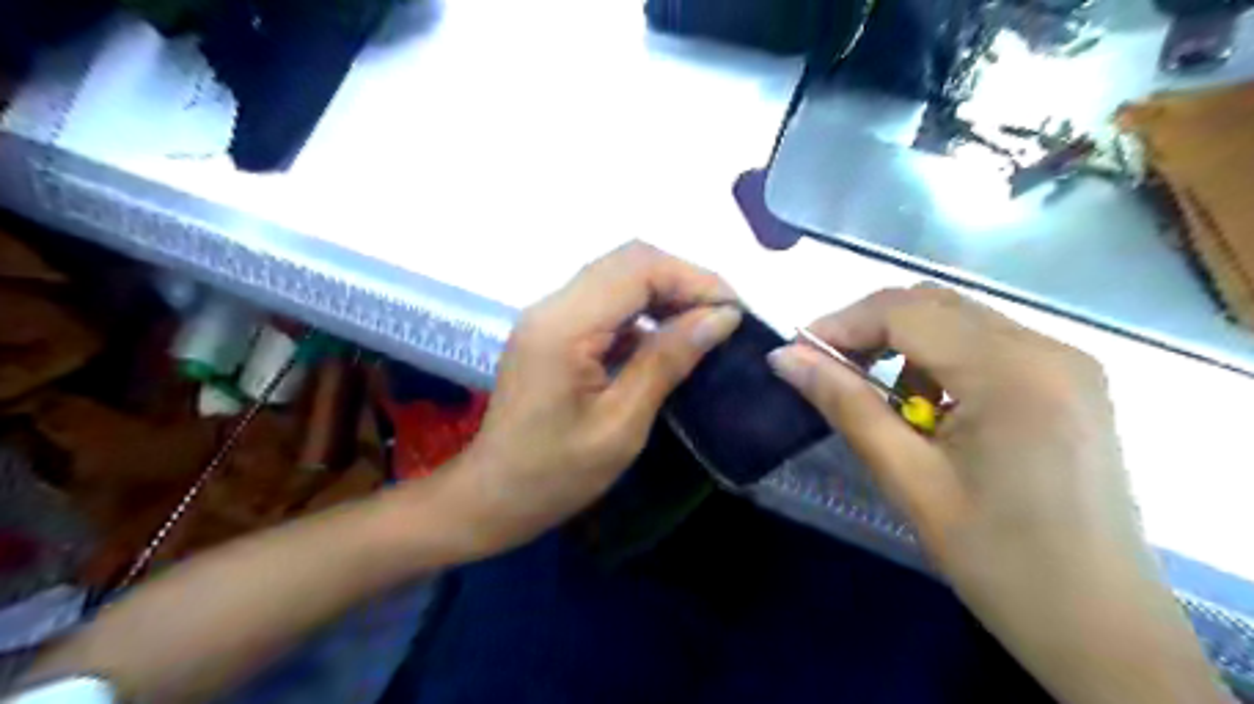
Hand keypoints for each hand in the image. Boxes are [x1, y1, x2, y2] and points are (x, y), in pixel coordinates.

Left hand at [454, 244, 735, 558]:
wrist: (492, 497)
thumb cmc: (555, 475)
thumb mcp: (621, 425)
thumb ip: (667, 362)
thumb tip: (721, 317)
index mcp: (564, 327)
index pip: (638, 269)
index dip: (694, 279)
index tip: (734, 312)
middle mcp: (552, 306)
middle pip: (628, 261)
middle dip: (683, 280)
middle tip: (723, 317)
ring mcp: (549, 315)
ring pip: (618, 276)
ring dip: (665, 292)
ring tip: (703, 325)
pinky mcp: (552, 330)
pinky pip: (606, 301)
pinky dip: (643, 310)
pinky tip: (666, 338)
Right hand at [764, 285, 1226, 703]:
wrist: (1100, 626)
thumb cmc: (997, 559)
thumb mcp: (908, 479)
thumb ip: (844, 405)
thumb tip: (783, 357)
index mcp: (1012, 371)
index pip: (905, 311)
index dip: (842, 324)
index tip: (798, 355)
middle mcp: (1047, 347)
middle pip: (933, 304)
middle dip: (870, 329)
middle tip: (829, 371)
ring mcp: (1066, 361)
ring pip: (958, 319)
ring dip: (904, 345)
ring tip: (881, 400)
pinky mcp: (1069, 380)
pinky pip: (986, 344)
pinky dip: (941, 360)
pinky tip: (932, 409)